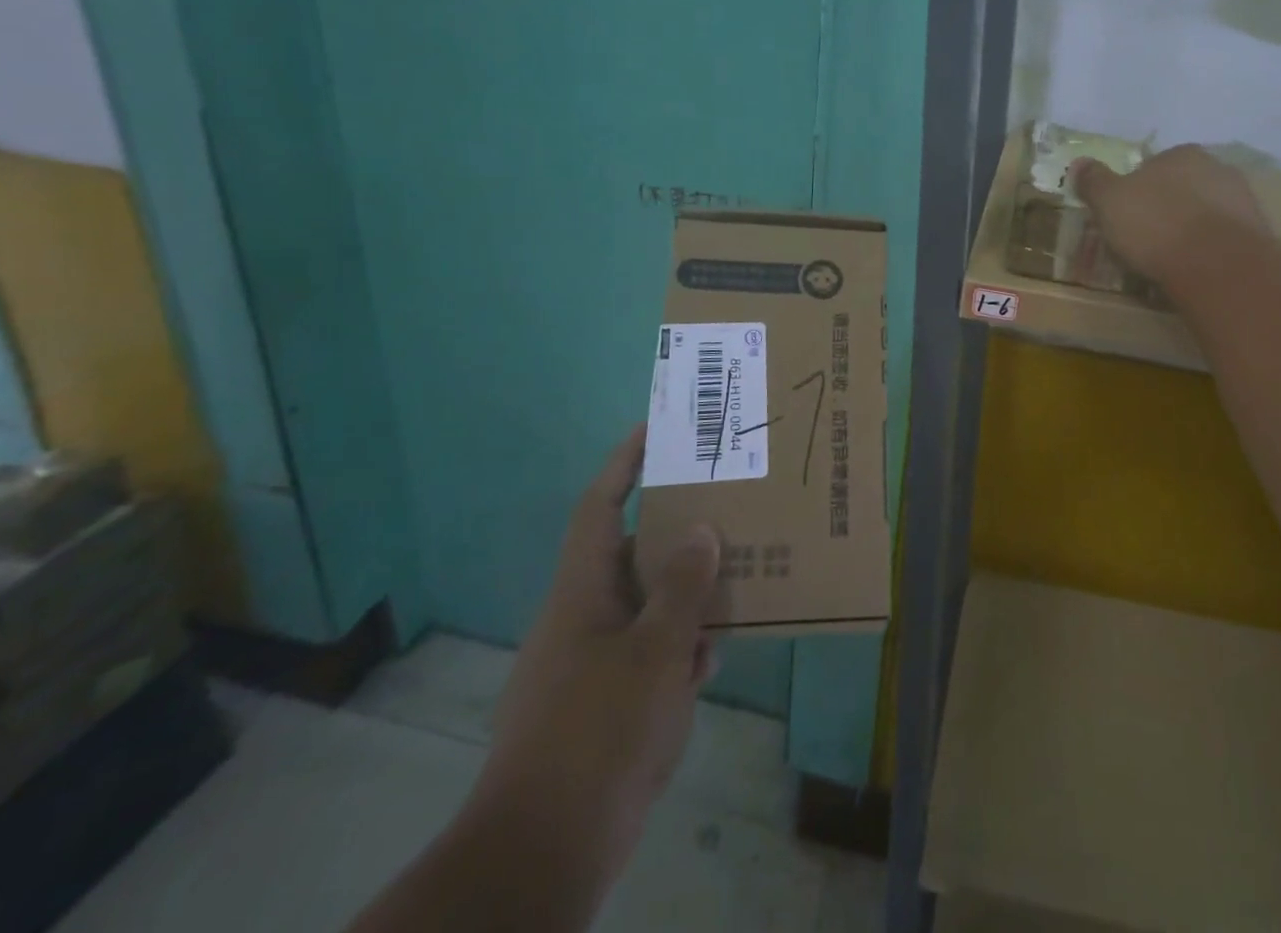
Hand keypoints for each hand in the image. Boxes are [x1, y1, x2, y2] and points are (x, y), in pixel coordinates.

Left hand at [468, 425, 720, 885]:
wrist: (544, 853)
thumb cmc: (599, 732)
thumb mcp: (655, 651)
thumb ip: (683, 587)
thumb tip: (701, 529)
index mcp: (581, 592)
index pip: (600, 506)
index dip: (624, 463)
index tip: (656, 429)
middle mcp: (582, 618)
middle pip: (631, 553)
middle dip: (676, 530)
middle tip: (725, 506)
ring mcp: (589, 663)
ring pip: (645, 605)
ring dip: (685, 594)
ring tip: (736, 577)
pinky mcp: (600, 705)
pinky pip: (646, 653)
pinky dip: (678, 648)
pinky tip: (711, 659)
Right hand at [1070, 145, 1269, 289]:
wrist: (1217, 264)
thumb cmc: (1155, 224)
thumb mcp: (1109, 201)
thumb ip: (1094, 181)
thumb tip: (1080, 163)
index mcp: (1181, 154)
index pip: (1154, 165)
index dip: (1137, 189)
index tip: (1126, 214)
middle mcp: (1217, 168)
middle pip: (1183, 187)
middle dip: (1167, 207)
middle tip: (1146, 237)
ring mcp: (1243, 201)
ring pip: (1206, 212)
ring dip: (1191, 229)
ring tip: (1170, 259)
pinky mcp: (1258, 235)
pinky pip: (1223, 239)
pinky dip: (1209, 250)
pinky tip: (1195, 269)